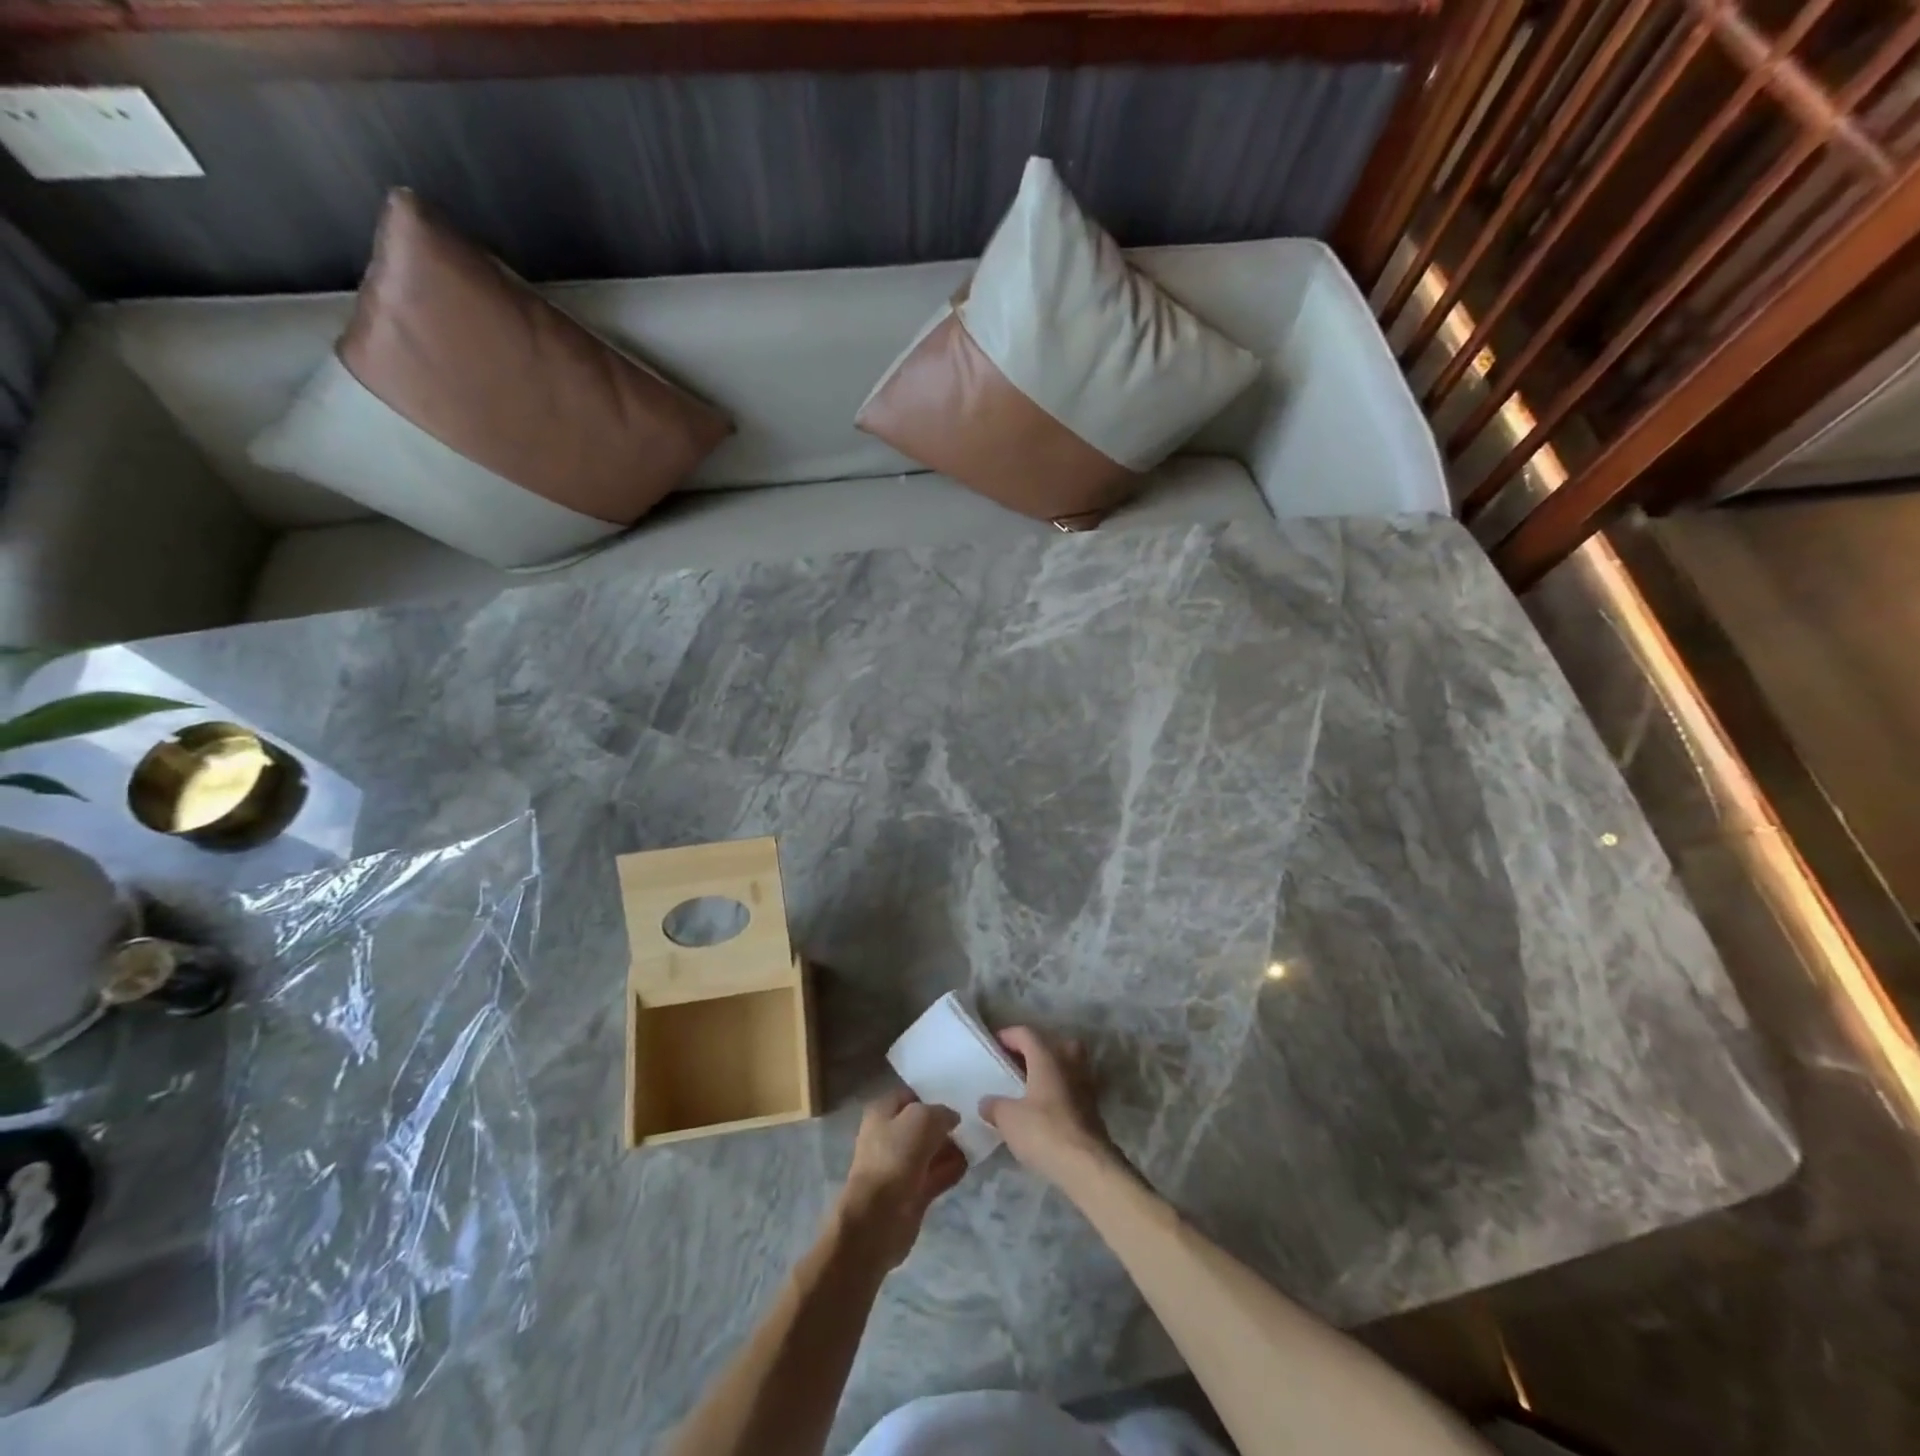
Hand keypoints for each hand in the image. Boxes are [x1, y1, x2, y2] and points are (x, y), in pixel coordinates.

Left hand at [837, 1089, 966, 1268]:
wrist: (877, 1219)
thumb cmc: (895, 1158)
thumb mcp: (922, 1119)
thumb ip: (941, 1112)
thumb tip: (952, 1118)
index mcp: (882, 1112)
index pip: (911, 1094)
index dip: (934, 1093)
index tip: (960, 1095)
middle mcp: (889, 1135)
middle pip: (923, 1123)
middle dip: (946, 1122)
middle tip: (974, 1119)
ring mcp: (900, 1165)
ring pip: (931, 1149)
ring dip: (951, 1147)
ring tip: (977, 1140)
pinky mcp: (912, 1192)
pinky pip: (935, 1174)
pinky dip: (950, 1169)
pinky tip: (969, 1164)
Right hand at [979, 1027, 1117, 1186]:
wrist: (1087, 1166)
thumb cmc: (1044, 1131)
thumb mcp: (1008, 1119)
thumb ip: (994, 1106)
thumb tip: (986, 1102)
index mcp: (1047, 1057)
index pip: (1026, 1033)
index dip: (1008, 1035)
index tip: (994, 1046)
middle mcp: (1069, 1064)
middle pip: (1054, 1044)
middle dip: (1036, 1050)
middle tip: (1017, 1065)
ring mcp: (1085, 1086)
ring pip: (1067, 1066)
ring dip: (1050, 1072)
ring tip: (1030, 1089)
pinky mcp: (1093, 1109)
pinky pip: (1072, 1089)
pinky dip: (1059, 1093)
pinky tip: (1044, 1111)